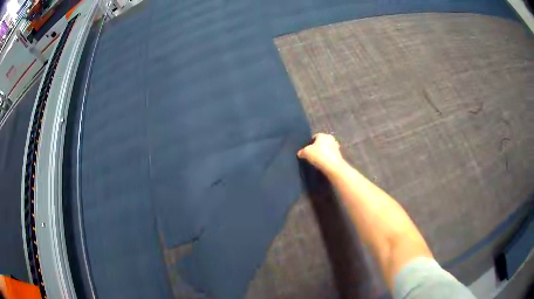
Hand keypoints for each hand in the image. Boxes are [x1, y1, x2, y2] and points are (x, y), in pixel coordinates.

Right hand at [297, 133, 344, 174]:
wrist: (333, 166)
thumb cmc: (319, 155)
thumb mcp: (306, 153)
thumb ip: (302, 152)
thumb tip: (300, 153)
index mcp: (323, 135)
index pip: (314, 137)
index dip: (309, 143)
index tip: (306, 150)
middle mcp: (331, 138)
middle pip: (321, 143)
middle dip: (317, 148)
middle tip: (311, 155)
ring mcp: (336, 147)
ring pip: (326, 149)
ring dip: (322, 154)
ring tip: (316, 161)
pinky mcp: (339, 155)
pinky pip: (330, 156)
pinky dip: (326, 159)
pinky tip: (322, 164)